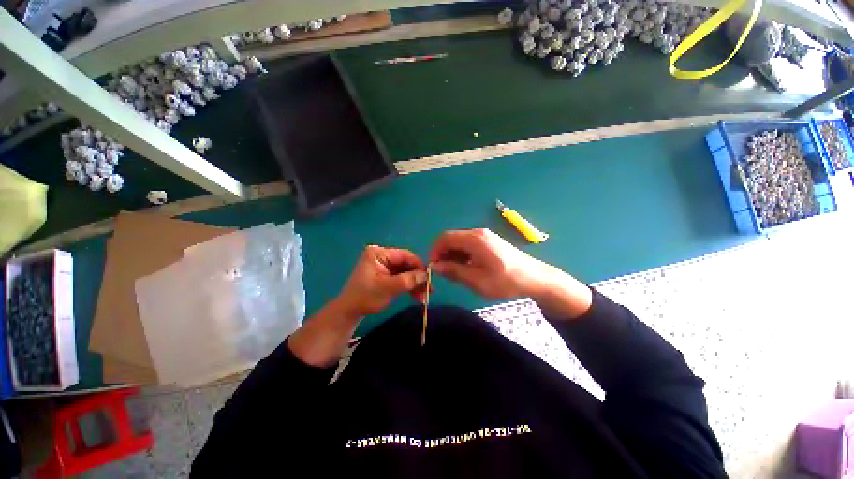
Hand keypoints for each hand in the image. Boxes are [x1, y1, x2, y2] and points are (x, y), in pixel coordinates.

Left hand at [335, 245, 427, 318]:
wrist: (349, 312)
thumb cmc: (365, 298)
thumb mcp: (388, 288)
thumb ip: (408, 280)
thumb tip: (426, 275)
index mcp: (379, 253)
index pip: (405, 255)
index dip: (419, 266)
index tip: (429, 278)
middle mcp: (381, 255)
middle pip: (406, 264)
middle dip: (417, 278)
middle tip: (429, 290)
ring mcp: (383, 264)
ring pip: (405, 271)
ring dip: (414, 283)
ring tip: (424, 296)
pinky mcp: (384, 273)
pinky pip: (400, 277)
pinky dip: (408, 286)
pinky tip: (416, 295)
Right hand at [429, 229, 549, 299]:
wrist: (535, 278)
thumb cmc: (506, 281)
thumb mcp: (477, 280)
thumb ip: (454, 272)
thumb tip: (435, 266)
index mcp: (474, 239)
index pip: (445, 238)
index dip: (435, 251)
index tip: (434, 267)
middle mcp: (478, 233)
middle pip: (451, 238)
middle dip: (443, 254)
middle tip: (444, 272)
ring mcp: (485, 236)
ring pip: (460, 242)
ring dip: (453, 255)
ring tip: (455, 273)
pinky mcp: (489, 242)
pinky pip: (469, 245)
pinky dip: (462, 255)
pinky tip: (467, 268)